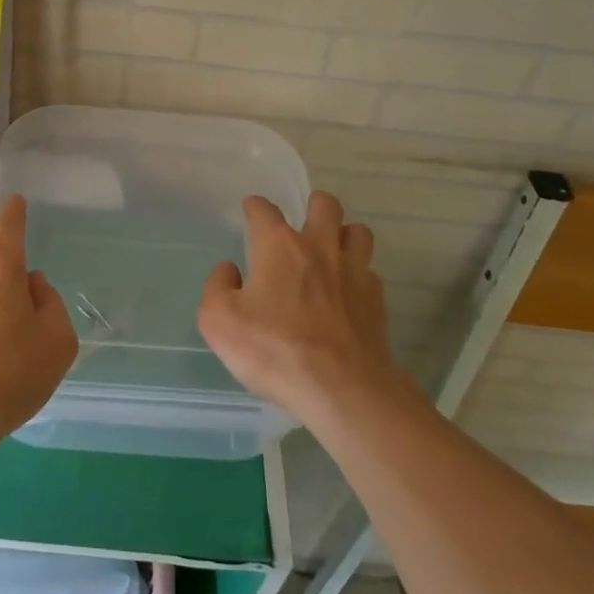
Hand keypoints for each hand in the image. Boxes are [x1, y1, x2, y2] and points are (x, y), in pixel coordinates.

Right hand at [198, 192, 397, 423]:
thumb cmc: (274, 349)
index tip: (251, 210)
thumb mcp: (219, 321)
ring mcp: (353, 271)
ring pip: (358, 231)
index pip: (264, 210)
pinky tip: (347, 293)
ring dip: (344, 235)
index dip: (255, 206)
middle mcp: (319, 246)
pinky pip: (369, 271)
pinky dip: (358, 275)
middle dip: (314, 205)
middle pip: (325, 204)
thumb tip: (230, 270)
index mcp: (279, 245)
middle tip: (303, 223)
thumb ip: (217, 287)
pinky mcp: (376, 299)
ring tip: (332, 252)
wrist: (341, 388)